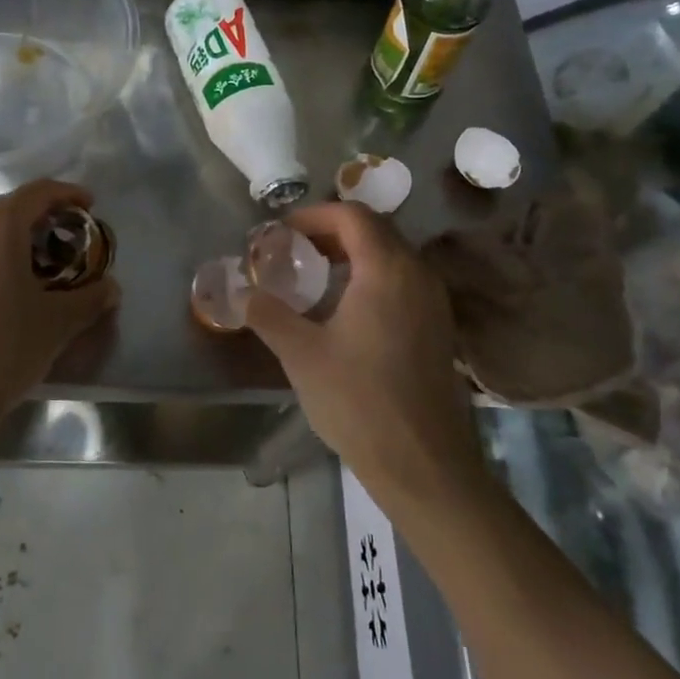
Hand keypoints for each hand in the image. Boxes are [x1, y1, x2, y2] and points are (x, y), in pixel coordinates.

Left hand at [0, 179, 120, 422]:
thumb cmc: (2, 349)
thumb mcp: (57, 323)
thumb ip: (90, 298)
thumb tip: (110, 289)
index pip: (38, 192)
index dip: (69, 195)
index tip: (91, 207)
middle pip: (11, 210)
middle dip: (45, 223)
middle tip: (71, 247)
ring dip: (18, 242)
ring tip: (42, 272)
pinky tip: (8, 289)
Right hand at [245, 203, 487, 510]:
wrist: (423, 463)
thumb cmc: (359, 401)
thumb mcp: (302, 354)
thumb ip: (268, 315)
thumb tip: (240, 292)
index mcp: (387, 269)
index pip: (352, 215)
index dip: (314, 215)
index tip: (282, 232)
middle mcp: (417, 273)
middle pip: (375, 229)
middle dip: (331, 230)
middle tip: (294, 248)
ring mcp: (433, 300)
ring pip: (391, 254)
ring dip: (352, 253)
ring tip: (315, 273)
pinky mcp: (438, 325)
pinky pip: (403, 279)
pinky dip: (372, 275)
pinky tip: (347, 306)